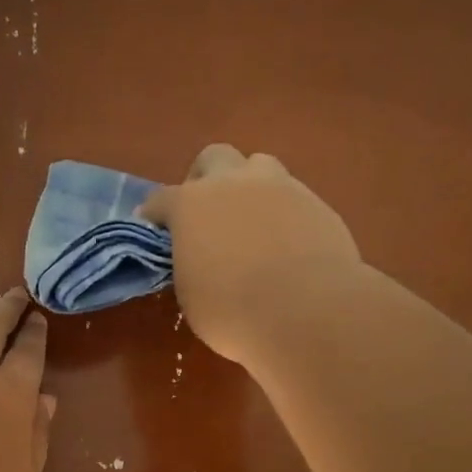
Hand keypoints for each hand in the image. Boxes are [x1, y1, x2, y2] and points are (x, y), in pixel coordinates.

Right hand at [138, 144, 362, 363]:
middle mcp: (233, 183)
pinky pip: (291, 196)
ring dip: (247, 187)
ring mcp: (280, 187)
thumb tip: (196, 258)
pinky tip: (284, 243)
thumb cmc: (232, 312)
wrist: (308, 313)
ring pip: (258, 166)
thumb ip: (188, 263)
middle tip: (206, 215)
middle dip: (204, 180)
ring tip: (249, 222)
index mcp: (191, 204)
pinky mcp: (317, 203)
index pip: (161, 199)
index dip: (155, 214)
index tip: (154, 229)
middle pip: (213, 158)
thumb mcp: (190, 293)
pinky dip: (281, 212)